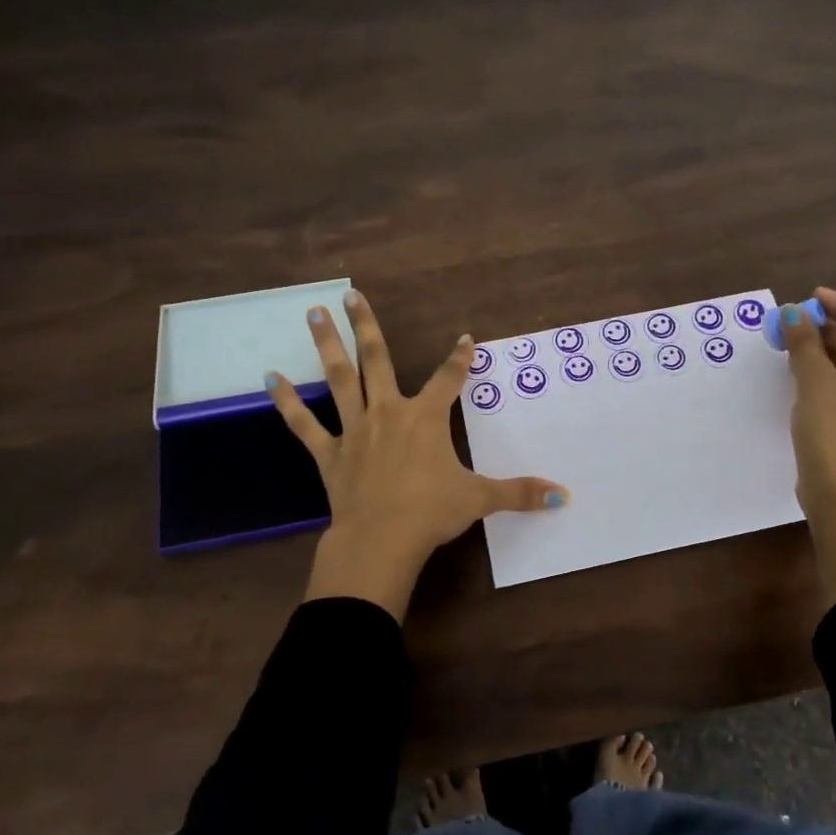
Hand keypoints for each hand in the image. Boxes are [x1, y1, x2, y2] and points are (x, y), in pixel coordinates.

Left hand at [269, 290, 566, 620]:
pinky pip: (304, 423)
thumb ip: (521, 493)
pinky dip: (287, 402)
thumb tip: (564, 496)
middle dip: (366, 326)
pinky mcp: (329, 453)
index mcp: (426, 419)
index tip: (465, 338)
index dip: (460, 358)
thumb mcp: (481, 499)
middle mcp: (389, 412)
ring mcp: (355, 429)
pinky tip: (271, 379)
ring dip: (327, 344)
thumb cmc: (432, 513)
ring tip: (314, 313)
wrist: (382, 539)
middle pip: (377, 359)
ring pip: (339, 378)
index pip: (449, 379)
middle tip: (351, 295)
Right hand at [781, 287, 835, 596]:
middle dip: (831, 332)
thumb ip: (805, 343)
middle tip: (799, 320)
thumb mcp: (816, 381)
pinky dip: (831, 379)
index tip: (813, 295)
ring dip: (828, 355)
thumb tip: (793, 313)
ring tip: (796, 343)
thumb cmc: (834, 431)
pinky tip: (805, 374)